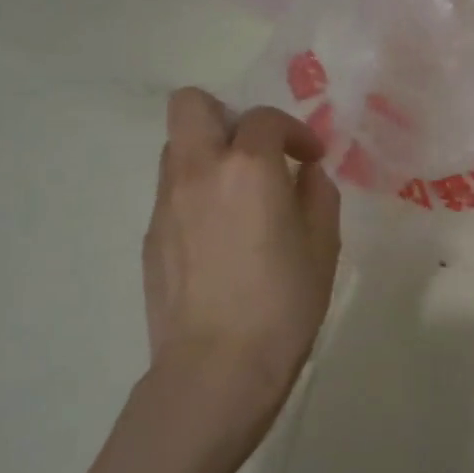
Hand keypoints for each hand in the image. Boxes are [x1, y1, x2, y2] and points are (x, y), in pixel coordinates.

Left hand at [141, 89, 340, 463]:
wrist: (218, 367)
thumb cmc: (284, 303)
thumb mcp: (323, 244)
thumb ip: (317, 194)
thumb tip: (304, 174)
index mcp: (248, 167)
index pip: (265, 118)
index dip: (294, 131)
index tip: (311, 158)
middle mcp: (199, 171)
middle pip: (191, 105)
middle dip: (227, 114)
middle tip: (256, 151)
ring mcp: (166, 203)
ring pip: (177, 147)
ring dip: (209, 153)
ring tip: (240, 194)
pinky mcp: (151, 236)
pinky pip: (172, 191)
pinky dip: (197, 193)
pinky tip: (221, 236)